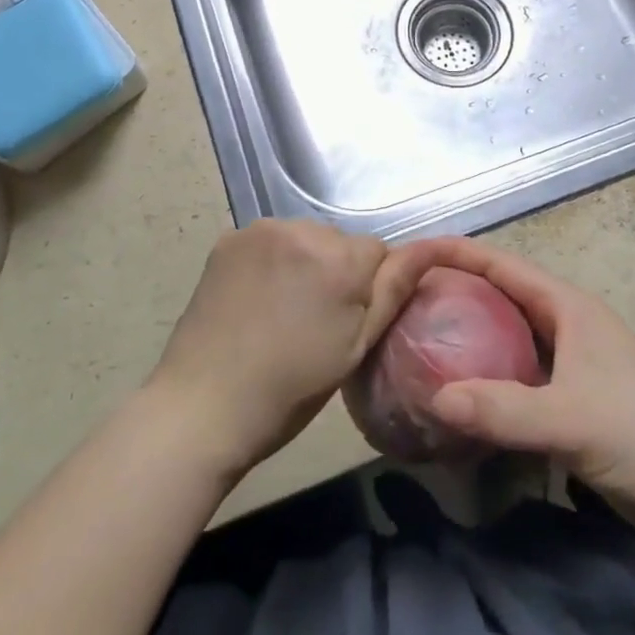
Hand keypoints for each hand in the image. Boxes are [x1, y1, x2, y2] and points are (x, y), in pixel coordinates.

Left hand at [146, 221, 437, 482]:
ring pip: (304, 238)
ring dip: (303, 262)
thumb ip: (394, 290)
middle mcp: (303, 229)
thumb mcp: (355, 348)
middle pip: (338, 242)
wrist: (203, 405)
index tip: (344, 323)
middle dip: (335, 270)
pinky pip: (269, 239)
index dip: (367, 289)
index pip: (377, 252)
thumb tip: (431, 248)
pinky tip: (255, 298)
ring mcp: (261, 230)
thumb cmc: (290, 389)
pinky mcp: (230, 237)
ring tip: (281, 311)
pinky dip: (270, 260)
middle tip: (312, 321)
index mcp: (340, 259)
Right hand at [414, 238, 634, 535]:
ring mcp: (572, 358)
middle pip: (502, 292)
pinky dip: (490, 369)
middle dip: (458, 287)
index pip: (501, 264)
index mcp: (567, 306)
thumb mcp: (569, 421)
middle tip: (408, 297)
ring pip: (510, 331)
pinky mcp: (575, 393)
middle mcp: (567, 322)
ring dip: (473, 330)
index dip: (457, 252)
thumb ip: (502, 410)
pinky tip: (465, 388)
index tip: (412, 252)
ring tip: (425, 335)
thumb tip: (434, 398)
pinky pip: (519, 368)